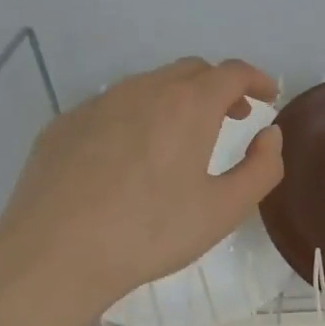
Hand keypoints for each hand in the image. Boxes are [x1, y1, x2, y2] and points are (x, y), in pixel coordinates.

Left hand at [0, 57, 283, 325]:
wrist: (55, 255)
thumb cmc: (152, 232)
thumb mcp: (225, 209)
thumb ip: (262, 168)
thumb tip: (269, 135)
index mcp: (188, 106)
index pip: (232, 72)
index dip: (256, 79)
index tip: (267, 96)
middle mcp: (143, 90)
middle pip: (191, 70)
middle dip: (219, 87)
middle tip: (234, 117)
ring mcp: (98, 104)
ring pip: (149, 85)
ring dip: (178, 99)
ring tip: (184, 137)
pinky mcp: (64, 124)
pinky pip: (113, 107)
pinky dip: (138, 116)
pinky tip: (133, 157)